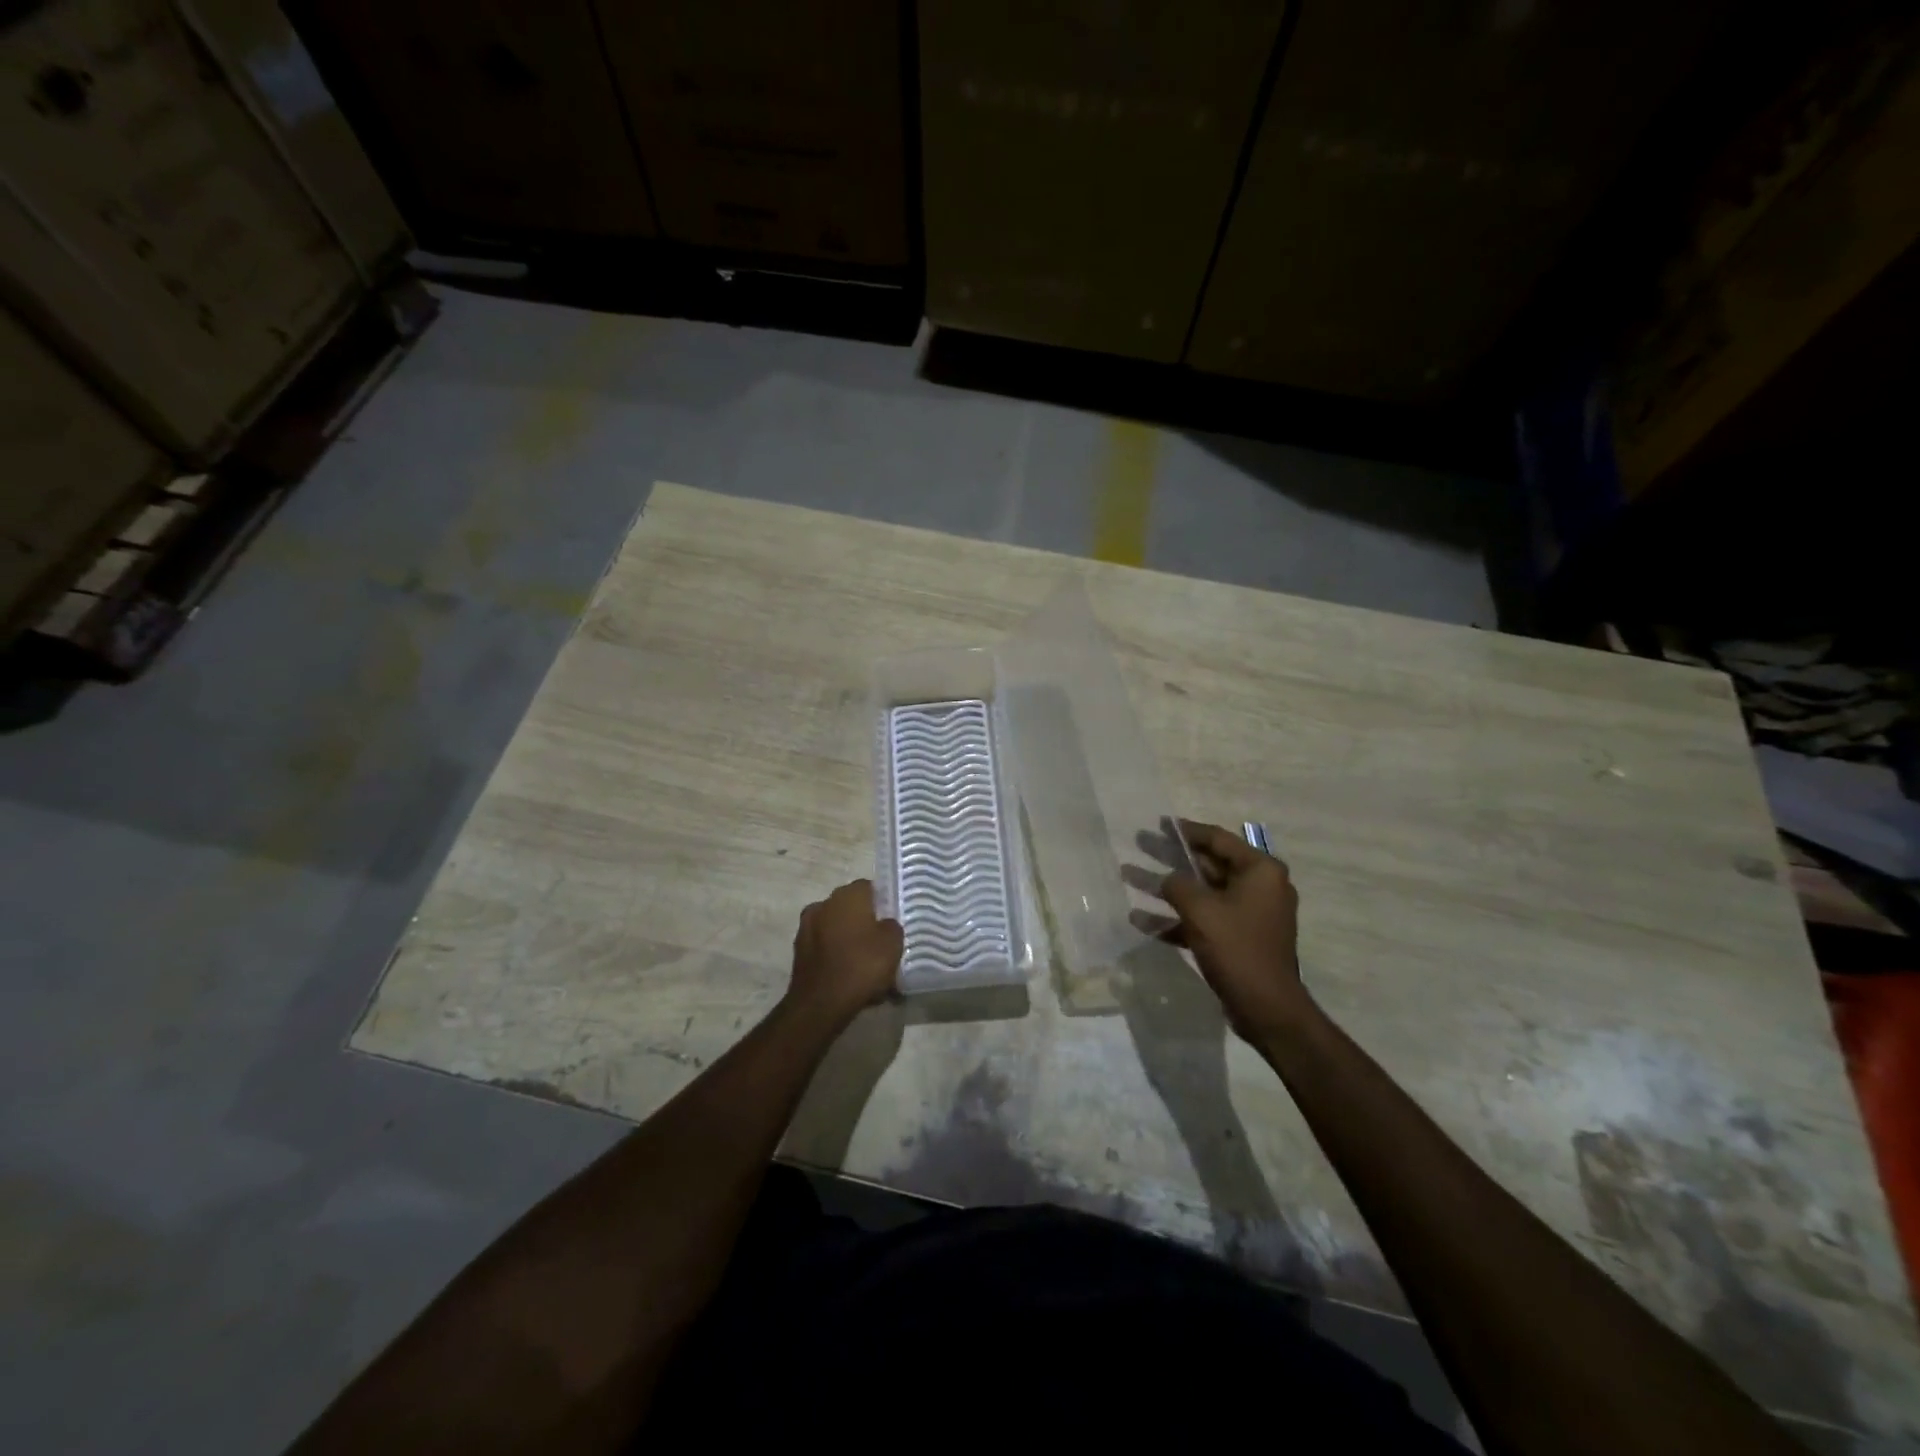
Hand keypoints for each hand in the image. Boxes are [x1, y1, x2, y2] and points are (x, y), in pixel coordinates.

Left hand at [787, 880, 902, 1025]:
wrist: (821, 1004)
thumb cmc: (862, 965)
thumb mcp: (893, 943)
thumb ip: (892, 926)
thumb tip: (884, 924)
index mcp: (847, 895)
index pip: (869, 888)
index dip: (883, 902)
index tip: (893, 920)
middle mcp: (824, 904)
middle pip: (851, 908)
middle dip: (865, 922)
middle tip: (882, 942)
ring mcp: (807, 928)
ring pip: (837, 929)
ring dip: (849, 941)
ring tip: (867, 964)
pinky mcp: (799, 952)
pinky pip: (826, 949)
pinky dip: (837, 957)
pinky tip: (850, 976)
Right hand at [1135, 820, 1308, 1043]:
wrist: (1266, 1007)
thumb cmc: (1237, 947)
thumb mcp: (1200, 909)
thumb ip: (1177, 885)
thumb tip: (1166, 880)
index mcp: (1260, 871)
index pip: (1218, 839)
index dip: (1186, 830)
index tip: (1159, 823)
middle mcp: (1259, 887)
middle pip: (1208, 864)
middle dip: (1171, 857)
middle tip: (1140, 843)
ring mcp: (1248, 915)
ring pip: (1201, 893)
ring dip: (1166, 888)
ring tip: (1130, 876)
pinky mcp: (1237, 939)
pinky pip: (1203, 920)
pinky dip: (1175, 919)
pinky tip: (1141, 920)